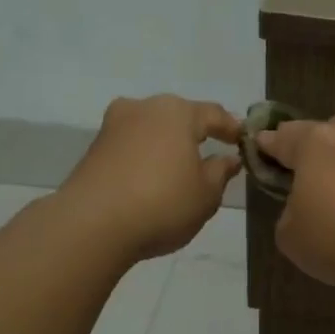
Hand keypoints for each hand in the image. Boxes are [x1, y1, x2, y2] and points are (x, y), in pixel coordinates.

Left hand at [64, 96, 241, 260]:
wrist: (92, 225)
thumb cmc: (163, 203)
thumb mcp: (207, 194)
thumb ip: (220, 172)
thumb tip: (228, 159)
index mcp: (177, 112)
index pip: (214, 114)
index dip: (231, 128)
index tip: (242, 142)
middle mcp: (144, 108)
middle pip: (179, 116)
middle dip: (196, 133)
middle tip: (212, 153)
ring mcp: (114, 126)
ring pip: (152, 129)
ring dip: (167, 145)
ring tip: (180, 169)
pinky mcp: (94, 148)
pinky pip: (132, 146)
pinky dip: (146, 157)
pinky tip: (152, 179)